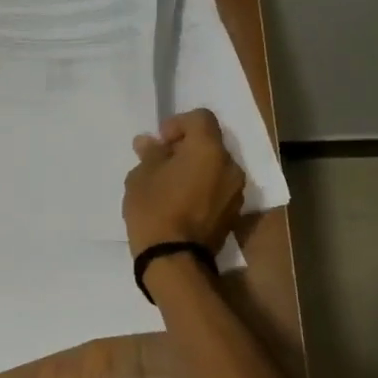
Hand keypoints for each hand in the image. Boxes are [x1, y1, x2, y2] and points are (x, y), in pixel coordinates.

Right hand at [123, 108, 245, 255]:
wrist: (174, 260)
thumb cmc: (154, 210)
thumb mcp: (141, 177)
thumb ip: (150, 154)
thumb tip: (148, 142)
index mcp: (208, 149)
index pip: (200, 118)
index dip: (178, 123)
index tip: (159, 141)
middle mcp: (230, 165)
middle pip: (210, 143)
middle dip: (187, 147)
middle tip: (162, 163)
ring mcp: (235, 191)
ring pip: (215, 167)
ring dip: (196, 169)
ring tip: (171, 185)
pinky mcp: (234, 213)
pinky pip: (218, 188)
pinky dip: (203, 187)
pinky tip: (182, 203)